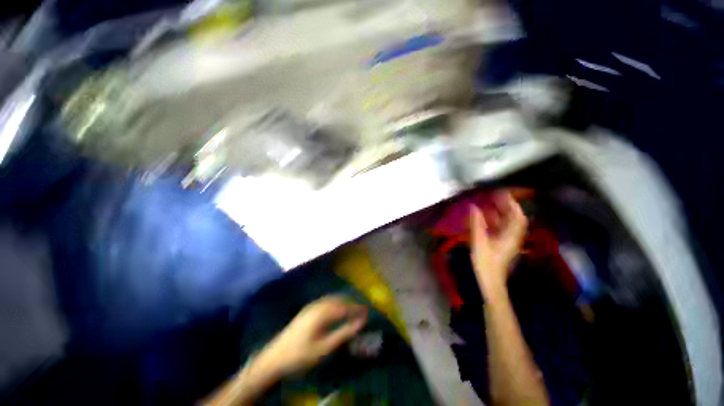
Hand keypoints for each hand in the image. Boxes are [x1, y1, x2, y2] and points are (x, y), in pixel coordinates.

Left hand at [258, 295, 367, 376]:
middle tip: (362, 310)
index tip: (368, 312)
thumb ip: (343, 333)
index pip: (345, 307)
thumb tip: (361, 323)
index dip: (357, 309)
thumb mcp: (324, 348)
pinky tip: (337, 310)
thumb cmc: (300, 355)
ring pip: (332, 299)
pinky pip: (326, 301)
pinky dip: (335, 303)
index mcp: (323, 312)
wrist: (274, 358)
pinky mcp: (307, 310)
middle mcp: (318, 305)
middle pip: (339, 300)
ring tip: (353, 309)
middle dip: (352, 303)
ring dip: (344, 302)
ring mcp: (311, 306)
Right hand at [469, 192, 527, 299]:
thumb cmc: (486, 262)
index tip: (502, 193)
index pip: (517, 216)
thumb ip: (477, 223)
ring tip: (490, 205)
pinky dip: (497, 221)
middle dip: (507, 206)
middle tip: (495, 197)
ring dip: (502, 213)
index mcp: (511, 236)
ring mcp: (509, 241)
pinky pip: (503, 229)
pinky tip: (487, 219)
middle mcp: (513, 237)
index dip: (511, 203)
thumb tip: (473, 207)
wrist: (490, 281)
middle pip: (515, 218)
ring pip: (509, 223)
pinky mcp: (503, 245)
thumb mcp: (479, 241)